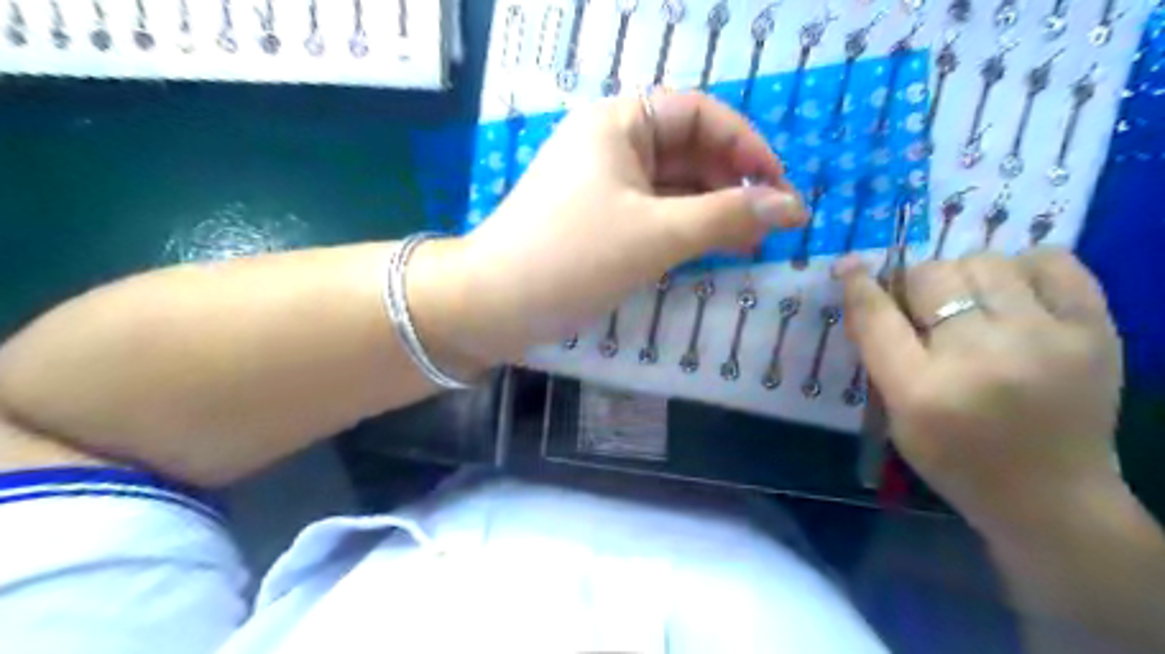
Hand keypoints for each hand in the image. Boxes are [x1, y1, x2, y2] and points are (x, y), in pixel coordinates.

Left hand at [433, 88, 807, 365]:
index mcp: (619, 124)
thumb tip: (794, 207)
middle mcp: (609, 145)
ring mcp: (601, 185)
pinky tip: (708, 251)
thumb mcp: (659, 234)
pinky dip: (682, 229)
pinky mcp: (596, 221)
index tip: (780, 188)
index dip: (746, 146)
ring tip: (748, 244)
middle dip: (731, 184)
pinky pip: (651, 214)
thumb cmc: (574, 257)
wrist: (492, 306)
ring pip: (670, 187)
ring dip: (711, 211)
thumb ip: (729, 216)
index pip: (699, 115)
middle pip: (687, 151)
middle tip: (767, 226)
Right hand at [839, 251, 1128, 530]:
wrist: (1052, 497)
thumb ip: (881, 352)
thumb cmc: (956, 459)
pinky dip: (1024, 269)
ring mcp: (1044, 339)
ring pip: (984, 262)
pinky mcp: (1096, 331)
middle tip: (924, 308)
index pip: (876, 316)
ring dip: (965, 277)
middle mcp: (980, 358)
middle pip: (929, 276)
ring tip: (974, 305)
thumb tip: (865, 288)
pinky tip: (1016, 296)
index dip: (858, 285)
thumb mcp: (897, 415)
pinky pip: (1052, 261)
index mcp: (921, 390)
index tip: (849, 266)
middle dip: (915, 286)